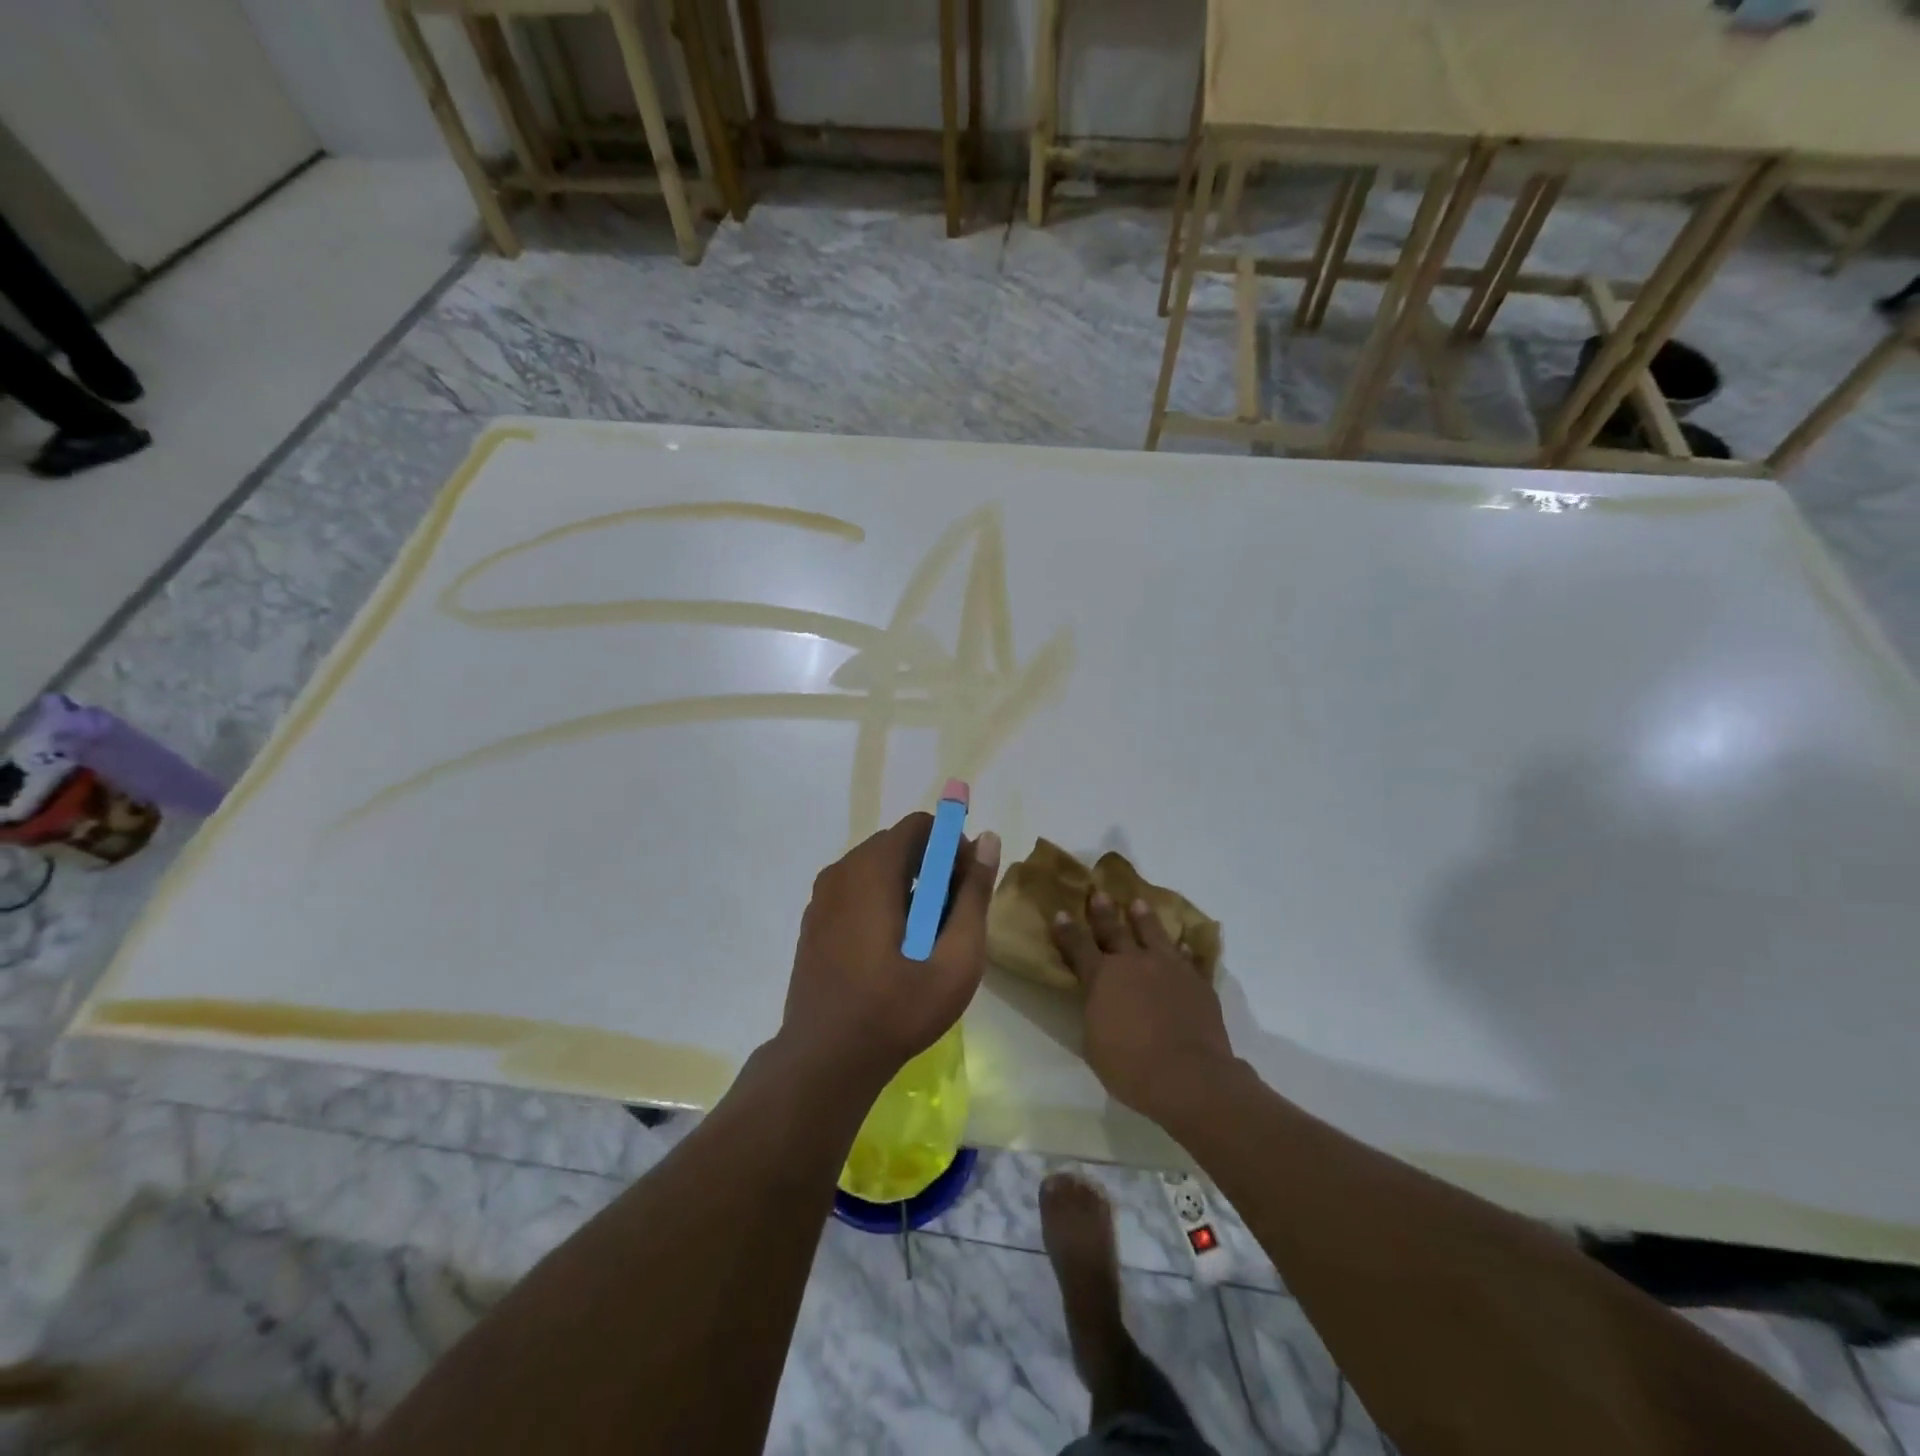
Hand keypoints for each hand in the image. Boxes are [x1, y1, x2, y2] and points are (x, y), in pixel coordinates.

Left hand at [778, 813, 1000, 1093]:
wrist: (824, 1060)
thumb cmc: (896, 1009)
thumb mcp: (955, 958)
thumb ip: (973, 895)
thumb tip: (988, 839)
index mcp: (871, 870)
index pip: (920, 826)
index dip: (952, 845)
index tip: (966, 884)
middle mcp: (840, 871)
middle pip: (898, 846)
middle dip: (932, 869)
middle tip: (951, 918)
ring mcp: (821, 897)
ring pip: (876, 870)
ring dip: (908, 888)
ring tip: (925, 940)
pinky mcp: (813, 922)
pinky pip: (855, 892)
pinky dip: (881, 903)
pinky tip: (892, 952)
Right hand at [1051, 891, 1235, 1121]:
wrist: (1188, 1076)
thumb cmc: (1130, 1067)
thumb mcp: (1095, 1043)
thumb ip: (1095, 1013)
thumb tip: (1099, 1002)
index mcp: (1101, 978)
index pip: (1078, 946)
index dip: (1067, 930)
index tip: (1061, 912)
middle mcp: (1133, 963)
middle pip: (1115, 930)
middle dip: (1104, 912)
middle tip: (1100, 893)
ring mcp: (1168, 968)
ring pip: (1154, 934)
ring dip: (1144, 918)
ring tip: (1139, 903)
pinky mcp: (1197, 981)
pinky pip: (1190, 959)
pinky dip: (1186, 951)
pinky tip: (1186, 943)